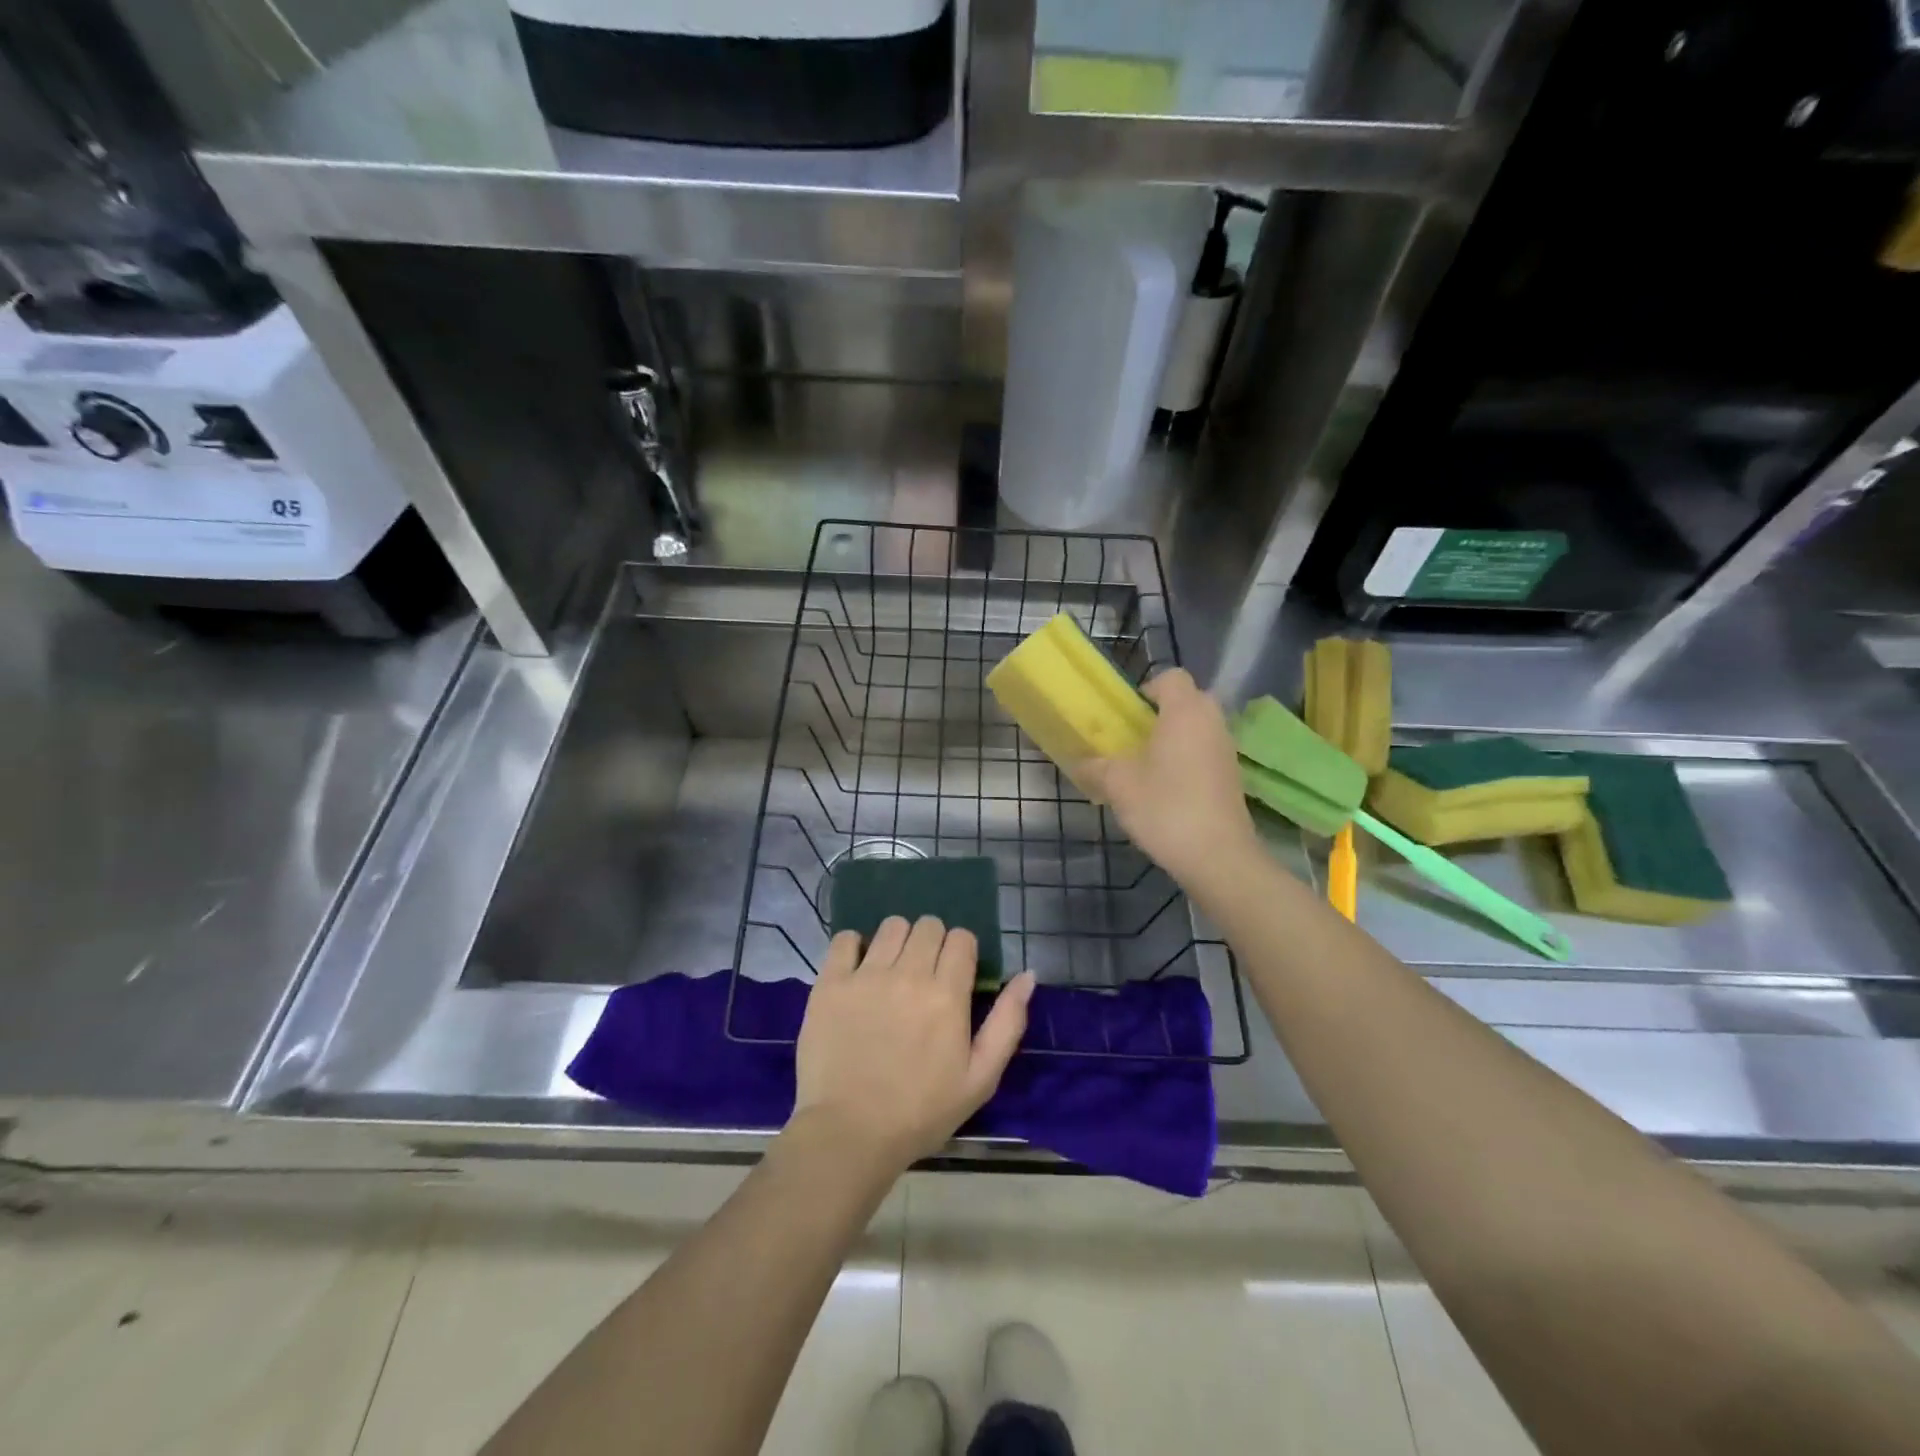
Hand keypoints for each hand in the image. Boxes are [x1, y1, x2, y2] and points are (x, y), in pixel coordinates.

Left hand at [791, 916, 1035, 1171]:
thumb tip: (1028, 975)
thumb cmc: (921, 1112)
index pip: (962, 938)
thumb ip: (1007, 1022)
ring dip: (898, 941)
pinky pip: (846, 938)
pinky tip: (858, 971)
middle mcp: (909, 974)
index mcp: (947, 994)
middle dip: (933, 943)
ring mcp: (866, 975)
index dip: (962, 952)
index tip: (955, 975)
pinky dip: (855, 947)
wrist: (850, 1134)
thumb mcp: (980, 1078)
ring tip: (892, 971)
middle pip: (928, 925)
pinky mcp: (831, 983)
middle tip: (924, 975)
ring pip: (891, 925)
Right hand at [1079, 669, 1259, 887]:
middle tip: (1135, 738)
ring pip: (1199, 727)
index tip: (1128, 715)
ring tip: (1147, 766)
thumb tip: (1080, 762)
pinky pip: (1206, 751)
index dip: (1147, 689)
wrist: (1218, 856)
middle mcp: (1212, 722)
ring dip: (1175, 738)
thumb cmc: (1165, 807)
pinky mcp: (1232, 776)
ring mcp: (1226, 749)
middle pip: (1188, 700)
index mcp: (1185, 711)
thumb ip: (1096, 766)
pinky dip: (1188, 759)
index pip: (1171, 677)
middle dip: (1162, 713)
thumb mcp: (1118, 785)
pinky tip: (1168, 789)